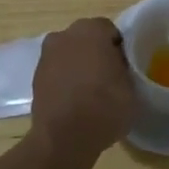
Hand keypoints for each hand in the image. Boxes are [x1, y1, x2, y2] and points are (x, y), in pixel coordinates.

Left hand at [30, 17, 138, 154]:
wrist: (63, 139)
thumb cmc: (105, 106)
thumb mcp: (132, 86)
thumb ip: (125, 68)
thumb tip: (118, 66)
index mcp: (91, 29)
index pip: (111, 31)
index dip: (120, 49)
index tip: (126, 68)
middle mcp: (64, 35)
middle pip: (87, 39)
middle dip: (97, 54)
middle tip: (111, 78)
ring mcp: (46, 56)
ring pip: (70, 55)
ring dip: (80, 66)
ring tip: (92, 92)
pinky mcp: (35, 78)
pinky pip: (58, 72)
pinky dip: (66, 81)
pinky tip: (76, 101)